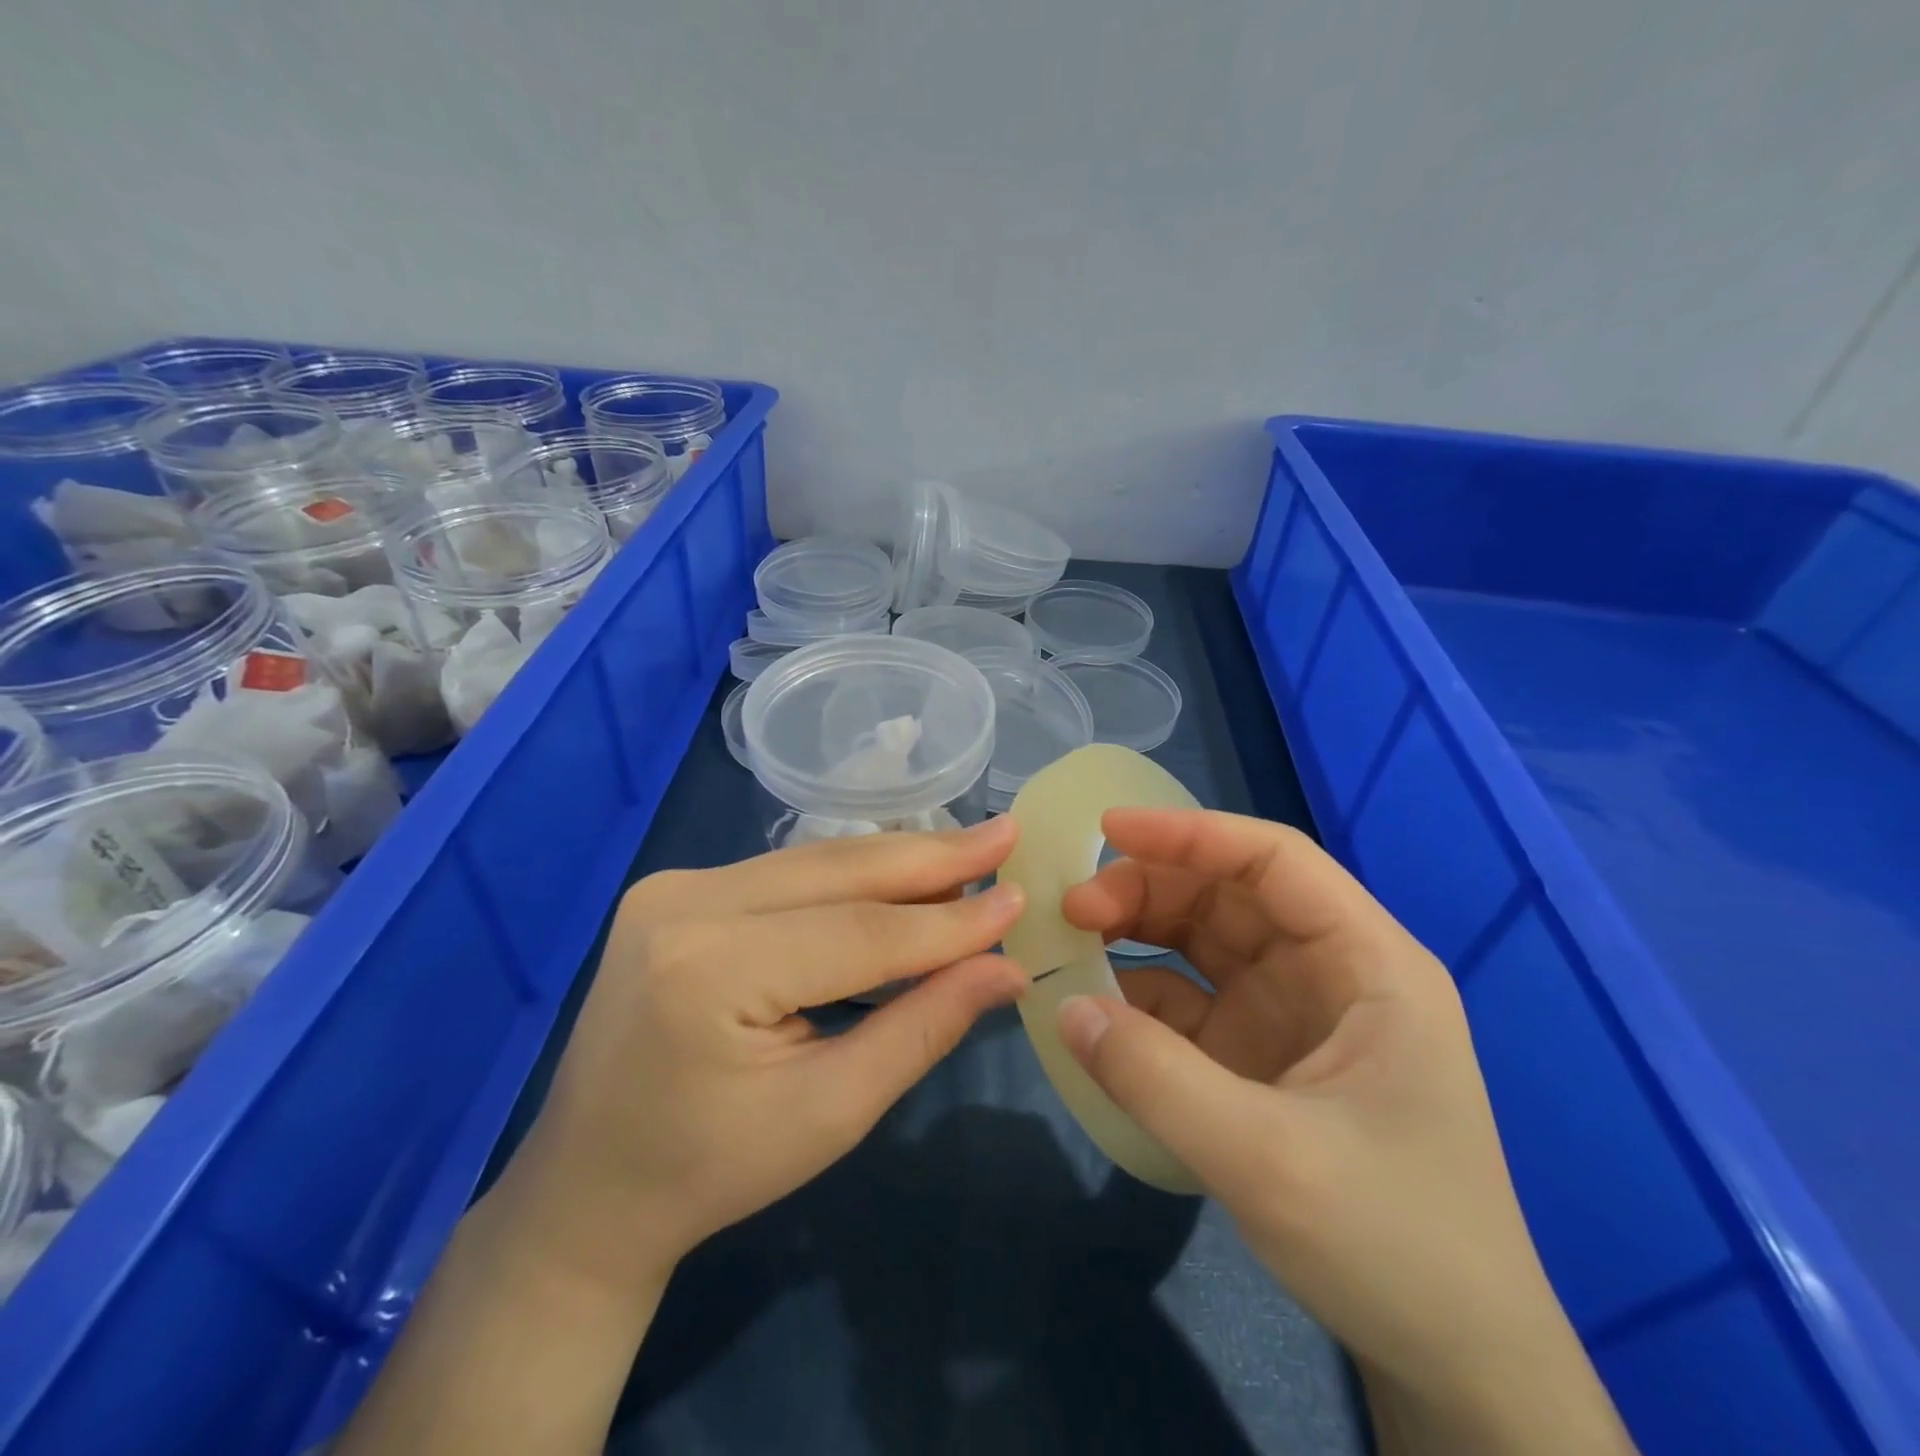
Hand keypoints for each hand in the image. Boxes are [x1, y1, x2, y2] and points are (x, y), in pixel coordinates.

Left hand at [521, 816, 1028, 1284]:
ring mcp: (673, 887)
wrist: (588, 1187)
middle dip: (930, 857)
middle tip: (1004, 835)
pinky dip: (850, 877)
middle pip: (836, 872)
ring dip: (894, 862)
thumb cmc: (712, 1170)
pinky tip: (900, 875)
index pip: (860, 932)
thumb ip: (922, 1028)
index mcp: (711, 971)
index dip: (948, 920)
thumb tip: (1006, 969)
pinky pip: (786, 873)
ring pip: (814, 862)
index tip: (1018, 897)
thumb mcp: (831, 1112)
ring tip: (968, 853)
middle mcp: (686, 904)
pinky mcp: (676, 889)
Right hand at [1055, 808, 1634, 1454]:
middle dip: (1149, 888)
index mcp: (1367, 963)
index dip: (1190, 834)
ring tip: (1073, 942)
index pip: (1275, 861)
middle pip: (1229, 895)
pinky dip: (1140, 994)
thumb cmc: (1394, 1245)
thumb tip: (1064, 1006)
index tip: (1107, 830)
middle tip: (1073, 908)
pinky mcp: (1261, 1056)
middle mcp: (1330, 972)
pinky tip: (1097, 1006)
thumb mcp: (1266, 1160)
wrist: (1455, 1364)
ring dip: (1138, 931)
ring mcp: (1293, 1014)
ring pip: (1204, 940)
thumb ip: (1155, 1077)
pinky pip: (1190, 1001)